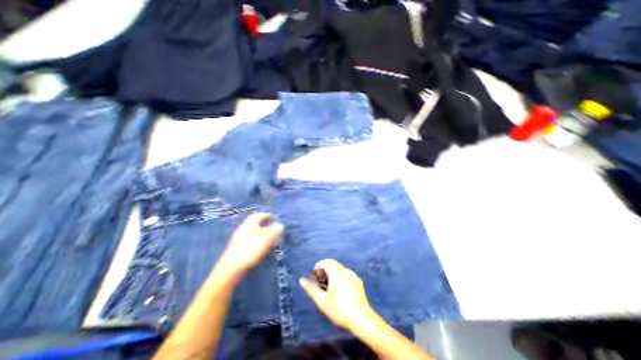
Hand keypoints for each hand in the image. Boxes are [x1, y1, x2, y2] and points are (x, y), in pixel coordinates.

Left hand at [220, 213, 280, 273]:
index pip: (259, 215)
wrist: (232, 267)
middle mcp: (244, 229)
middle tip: (274, 228)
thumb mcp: (266, 238)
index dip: (267, 215)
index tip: (274, 217)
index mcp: (250, 223)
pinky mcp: (238, 249)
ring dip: (263, 234)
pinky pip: (251, 240)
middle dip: (266, 225)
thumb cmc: (251, 248)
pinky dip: (258, 241)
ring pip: (254, 233)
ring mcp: (240, 239)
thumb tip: (280, 225)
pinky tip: (263, 248)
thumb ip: (274, 230)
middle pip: (256, 224)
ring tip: (271, 239)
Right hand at [300, 259, 375, 331]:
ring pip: (339, 268)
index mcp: (337, 273)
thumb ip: (311, 289)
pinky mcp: (357, 280)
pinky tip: (339, 289)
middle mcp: (345, 271)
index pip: (326, 262)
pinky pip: (346, 273)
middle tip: (320, 280)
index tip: (315, 276)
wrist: (361, 319)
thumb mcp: (322, 301)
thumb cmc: (340, 310)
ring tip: (328, 286)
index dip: (318, 266)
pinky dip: (339, 276)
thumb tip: (302, 280)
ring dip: (332, 272)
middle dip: (324, 268)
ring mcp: (353, 275)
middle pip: (333, 263)